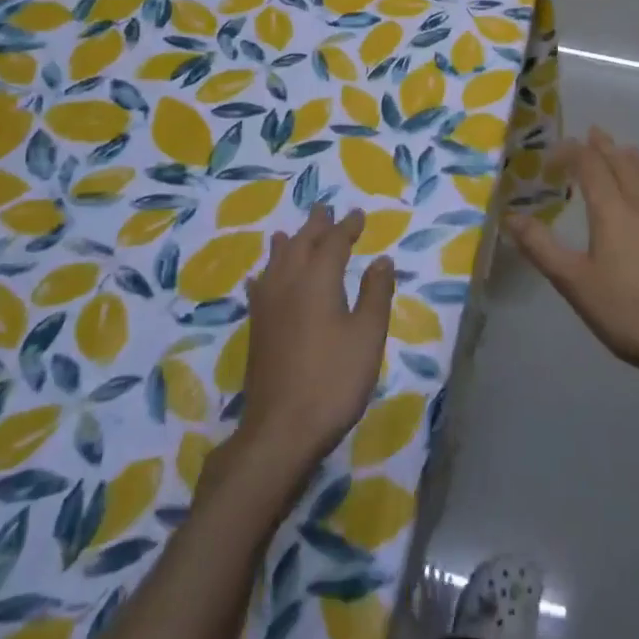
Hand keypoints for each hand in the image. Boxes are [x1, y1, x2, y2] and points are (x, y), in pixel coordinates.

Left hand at [238, 207, 394, 479]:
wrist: (281, 429)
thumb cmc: (333, 379)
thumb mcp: (368, 336)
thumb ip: (376, 293)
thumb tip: (381, 259)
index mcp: (318, 279)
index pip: (334, 242)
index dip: (347, 227)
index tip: (357, 215)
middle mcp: (288, 283)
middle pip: (301, 244)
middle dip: (315, 226)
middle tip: (325, 209)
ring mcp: (267, 306)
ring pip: (276, 261)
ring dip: (288, 243)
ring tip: (290, 232)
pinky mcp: (256, 329)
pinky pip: (260, 285)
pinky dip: (267, 272)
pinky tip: (261, 278)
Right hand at [507, 129, 638, 388]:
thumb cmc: (630, 312)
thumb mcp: (575, 284)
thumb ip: (542, 248)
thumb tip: (511, 216)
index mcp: (612, 210)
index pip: (590, 166)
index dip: (572, 152)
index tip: (556, 151)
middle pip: (622, 164)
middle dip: (604, 147)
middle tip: (593, 133)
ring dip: (633, 159)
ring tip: (625, 151)